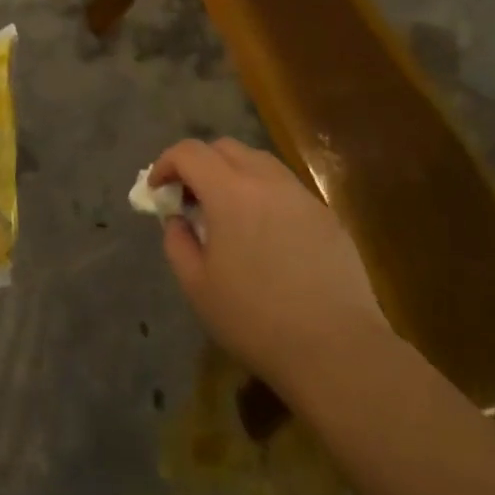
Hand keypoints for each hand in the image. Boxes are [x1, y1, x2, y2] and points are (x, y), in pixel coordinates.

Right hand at [150, 138, 386, 396]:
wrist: (336, 347)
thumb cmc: (255, 318)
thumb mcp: (197, 286)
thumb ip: (177, 241)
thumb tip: (177, 218)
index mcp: (230, 192)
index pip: (190, 152)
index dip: (166, 163)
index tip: (158, 190)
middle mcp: (267, 180)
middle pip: (225, 147)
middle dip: (199, 164)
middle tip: (190, 199)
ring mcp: (302, 195)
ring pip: (260, 163)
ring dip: (234, 175)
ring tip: (227, 214)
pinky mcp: (327, 215)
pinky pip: (286, 189)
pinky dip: (264, 195)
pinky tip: (264, 235)